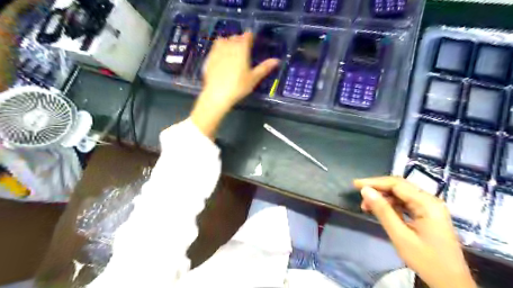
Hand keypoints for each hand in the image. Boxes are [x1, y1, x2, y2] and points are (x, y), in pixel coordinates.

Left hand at [192, 31, 278, 137]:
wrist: (217, 94)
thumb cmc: (238, 86)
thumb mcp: (254, 78)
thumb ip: (264, 68)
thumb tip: (277, 60)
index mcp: (241, 49)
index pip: (246, 36)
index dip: (250, 37)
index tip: (252, 41)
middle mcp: (229, 46)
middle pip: (235, 37)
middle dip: (240, 40)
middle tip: (244, 49)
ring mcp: (217, 51)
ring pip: (223, 40)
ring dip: (228, 42)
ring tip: (232, 51)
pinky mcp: (209, 58)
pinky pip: (215, 48)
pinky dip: (219, 49)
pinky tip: (221, 58)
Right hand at [356, 176, 474, 287]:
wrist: (452, 283)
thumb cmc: (427, 261)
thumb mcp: (400, 236)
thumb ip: (383, 211)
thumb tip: (365, 190)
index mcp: (427, 204)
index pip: (396, 184)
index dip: (374, 182)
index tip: (356, 185)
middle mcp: (430, 201)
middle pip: (399, 186)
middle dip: (378, 188)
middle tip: (359, 194)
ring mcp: (429, 207)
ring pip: (401, 194)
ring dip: (383, 197)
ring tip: (367, 206)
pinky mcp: (427, 214)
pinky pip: (405, 203)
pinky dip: (391, 205)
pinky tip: (380, 210)